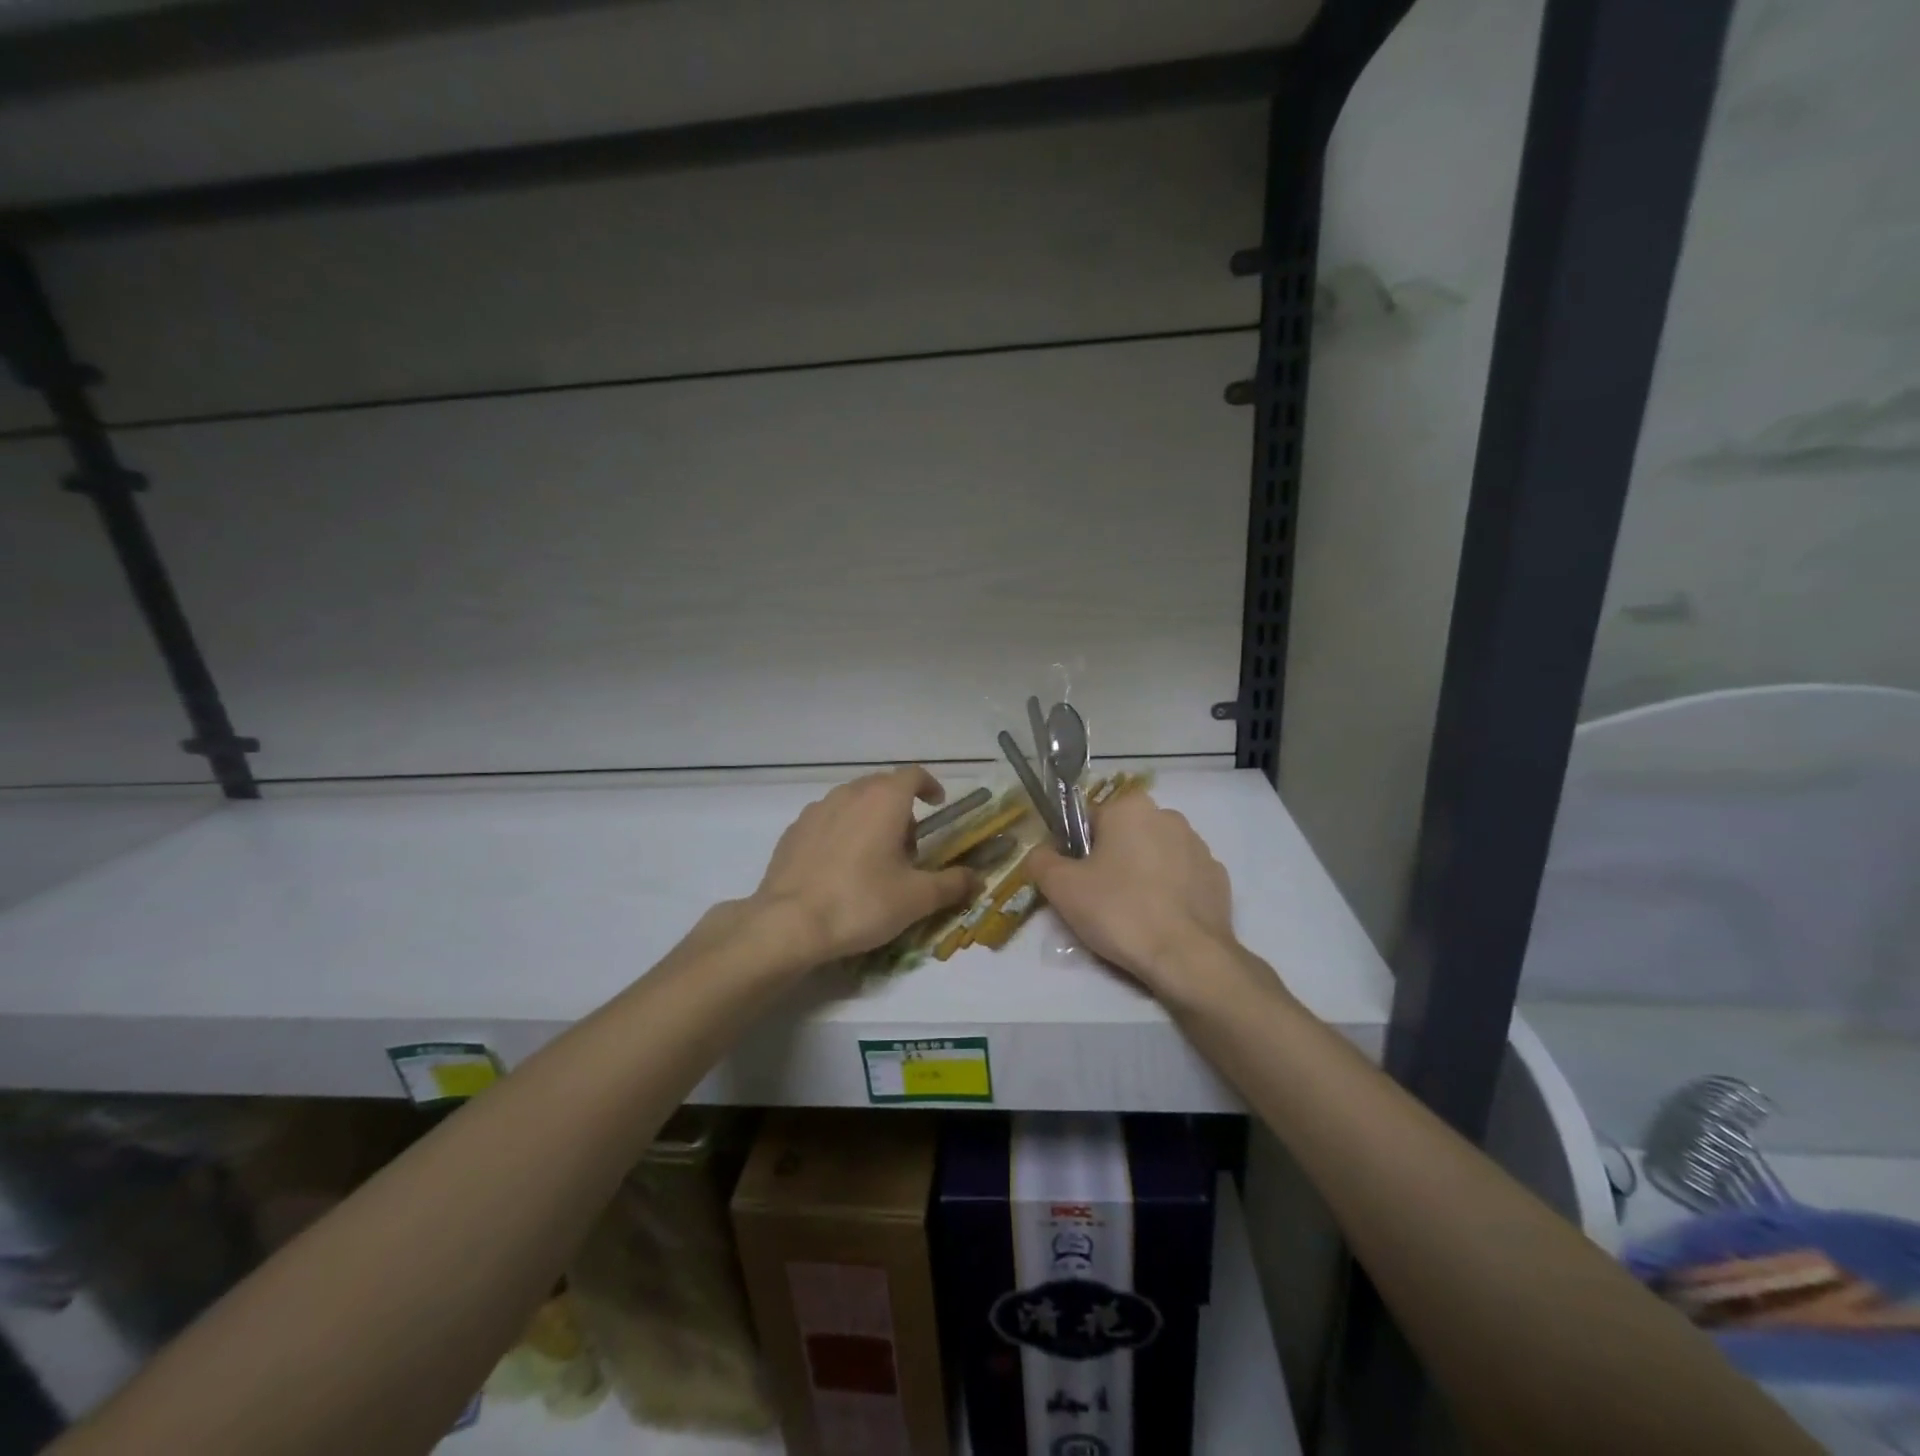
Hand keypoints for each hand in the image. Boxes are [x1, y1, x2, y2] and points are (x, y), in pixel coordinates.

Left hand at [747, 767, 981, 964]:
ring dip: (870, 819)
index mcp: (884, 800)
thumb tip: (977, 879)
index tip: (937, 804)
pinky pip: (827, 821)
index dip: (930, 786)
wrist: (789, 923)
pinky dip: (842, 833)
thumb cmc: (862, 902)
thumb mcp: (917, 898)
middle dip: (900, 809)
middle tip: (909, 847)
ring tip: (874, 859)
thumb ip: (952, 884)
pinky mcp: (793, 831)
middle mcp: (849, 794)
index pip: (913, 775)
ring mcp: (816, 810)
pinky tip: (840, 868)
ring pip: (852, 802)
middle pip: (882, 787)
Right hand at [1028, 792, 1242, 1003]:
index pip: (1088, 821)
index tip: (1076, 882)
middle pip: (1123, 836)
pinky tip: (1161, 921)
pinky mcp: (1218, 877)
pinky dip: (1169, 893)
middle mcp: (1168, 816)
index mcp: (1130, 807)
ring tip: (1132, 915)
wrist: (1187, 957)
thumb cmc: (1119, 911)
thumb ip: (1041, 860)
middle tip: (1100, 900)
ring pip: (1154, 855)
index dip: (1075, 851)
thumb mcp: (1061, 887)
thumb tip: (1041, 853)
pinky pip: (1181, 878)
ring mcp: (1199, 846)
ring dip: (1141, 874)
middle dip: (1111, 860)